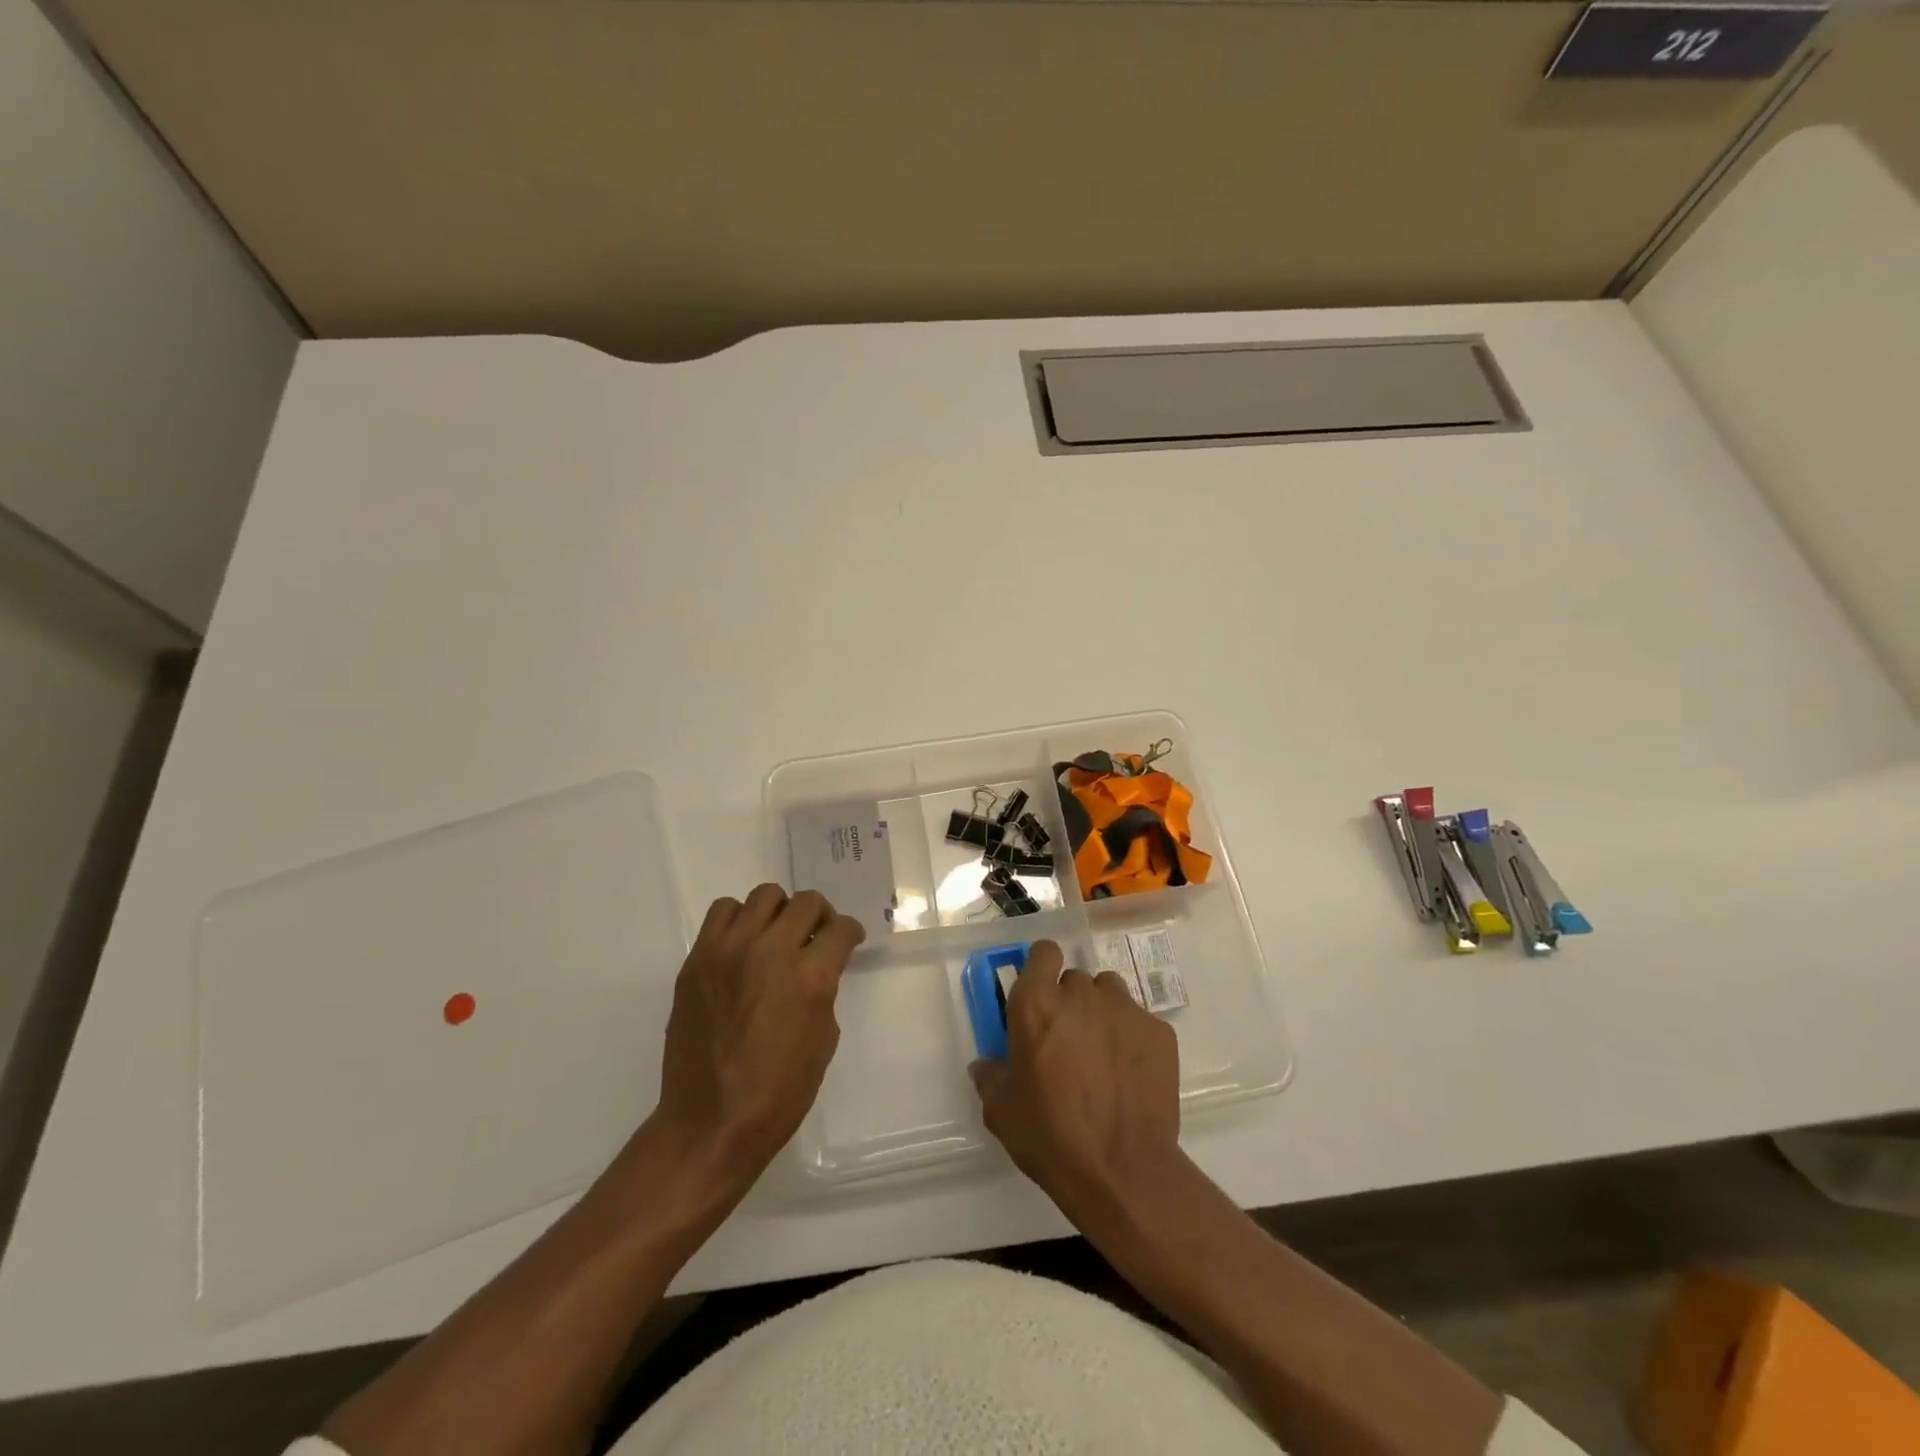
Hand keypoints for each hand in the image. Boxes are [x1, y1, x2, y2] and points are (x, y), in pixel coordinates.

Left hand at [650, 885, 864, 1189]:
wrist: (710, 1123)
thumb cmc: (778, 1093)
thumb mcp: (823, 1039)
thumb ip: (823, 990)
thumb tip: (817, 966)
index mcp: (810, 977)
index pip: (840, 928)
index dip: (849, 932)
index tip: (847, 939)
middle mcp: (770, 952)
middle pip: (805, 903)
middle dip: (819, 917)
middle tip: (815, 936)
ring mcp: (728, 952)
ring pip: (764, 897)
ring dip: (779, 913)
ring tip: (776, 937)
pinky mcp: (697, 959)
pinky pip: (722, 912)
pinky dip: (739, 920)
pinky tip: (742, 946)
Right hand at [969, 939, 1181, 1221]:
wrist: (1123, 1171)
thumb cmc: (1051, 1138)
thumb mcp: (1002, 1112)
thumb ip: (991, 1076)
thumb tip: (986, 1065)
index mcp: (1036, 1004)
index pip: (1043, 952)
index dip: (1042, 967)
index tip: (1041, 993)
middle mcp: (1081, 994)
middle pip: (1075, 978)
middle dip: (1070, 1001)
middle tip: (1067, 1040)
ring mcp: (1125, 1009)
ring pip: (1110, 993)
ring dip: (1102, 1012)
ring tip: (1101, 1052)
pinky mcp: (1159, 1031)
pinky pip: (1140, 1021)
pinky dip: (1132, 1039)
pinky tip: (1129, 1074)